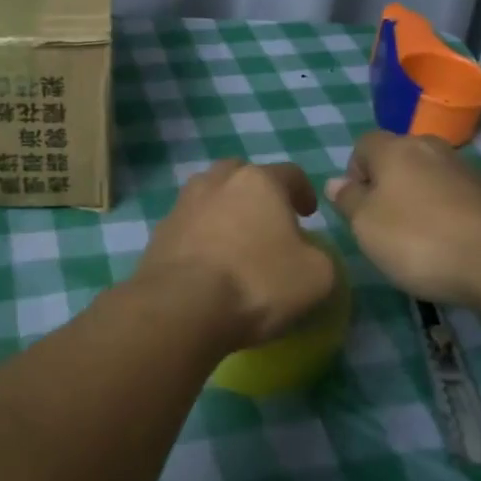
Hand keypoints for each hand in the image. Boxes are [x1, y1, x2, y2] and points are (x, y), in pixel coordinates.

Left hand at [136, 160, 334, 347]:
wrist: (182, 306)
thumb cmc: (257, 283)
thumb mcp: (317, 276)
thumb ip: (320, 256)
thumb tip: (307, 253)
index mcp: (259, 181)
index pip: (290, 174)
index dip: (304, 192)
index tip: (308, 215)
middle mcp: (217, 180)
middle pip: (242, 175)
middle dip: (257, 193)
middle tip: (268, 222)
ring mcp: (183, 203)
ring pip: (210, 195)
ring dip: (224, 210)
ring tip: (234, 240)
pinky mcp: (160, 230)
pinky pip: (188, 224)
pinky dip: (200, 235)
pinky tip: (207, 262)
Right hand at [324, 131, 480, 307]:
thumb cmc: (419, 239)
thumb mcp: (365, 226)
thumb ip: (347, 201)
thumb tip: (336, 182)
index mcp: (395, 148)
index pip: (363, 145)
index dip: (354, 173)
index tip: (357, 207)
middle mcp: (431, 148)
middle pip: (398, 158)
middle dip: (387, 186)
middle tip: (383, 224)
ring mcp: (466, 169)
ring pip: (428, 177)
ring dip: (418, 200)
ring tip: (417, 240)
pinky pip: (455, 197)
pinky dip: (446, 214)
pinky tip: (448, 245)